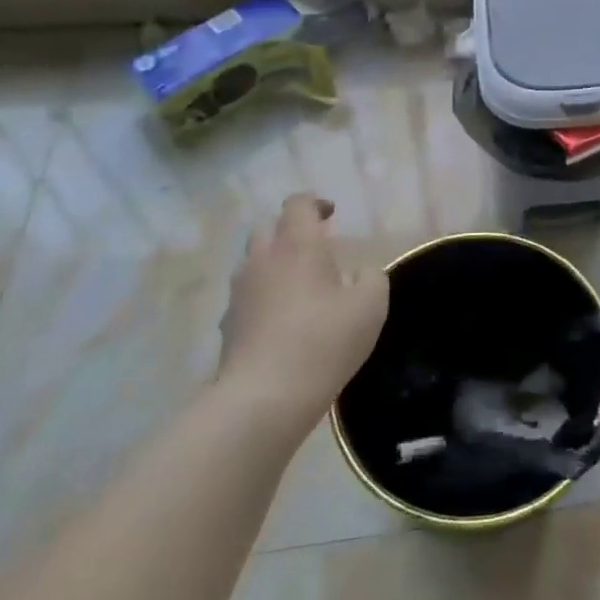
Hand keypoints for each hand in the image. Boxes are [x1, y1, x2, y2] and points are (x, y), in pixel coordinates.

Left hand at [219, 194, 388, 426]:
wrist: (265, 396)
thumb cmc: (325, 340)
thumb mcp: (371, 305)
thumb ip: (371, 277)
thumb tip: (360, 271)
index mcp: (297, 245)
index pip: (297, 204)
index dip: (314, 203)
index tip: (331, 216)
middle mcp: (262, 260)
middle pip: (268, 228)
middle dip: (290, 231)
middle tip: (315, 250)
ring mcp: (239, 293)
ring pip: (252, 263)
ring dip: (273, 265)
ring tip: (299, 288)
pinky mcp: (227, 325)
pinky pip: (246, 297)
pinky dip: (262, 298)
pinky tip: (281, 322)